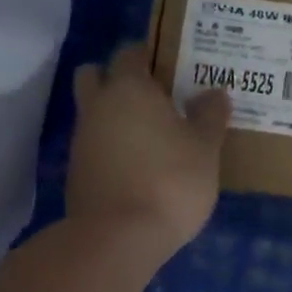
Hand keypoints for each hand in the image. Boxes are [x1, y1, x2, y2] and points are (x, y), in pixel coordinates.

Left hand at [67, 44, 230, 260]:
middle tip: (153, 96)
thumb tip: (214, 92)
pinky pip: (94, 145)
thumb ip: (210, 116)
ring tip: (152, 135)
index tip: (173, 67)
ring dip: (114, 116)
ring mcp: (81, 140)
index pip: (131, 52)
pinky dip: (111, 147)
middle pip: (96, 75)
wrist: (118, 238)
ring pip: (93, 112)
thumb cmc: (170, 181)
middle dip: (118, 78)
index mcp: (129, 88)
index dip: (150, 55)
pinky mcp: (76, 172)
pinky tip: (139, 165)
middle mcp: (98, 106)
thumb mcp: (204, 149)